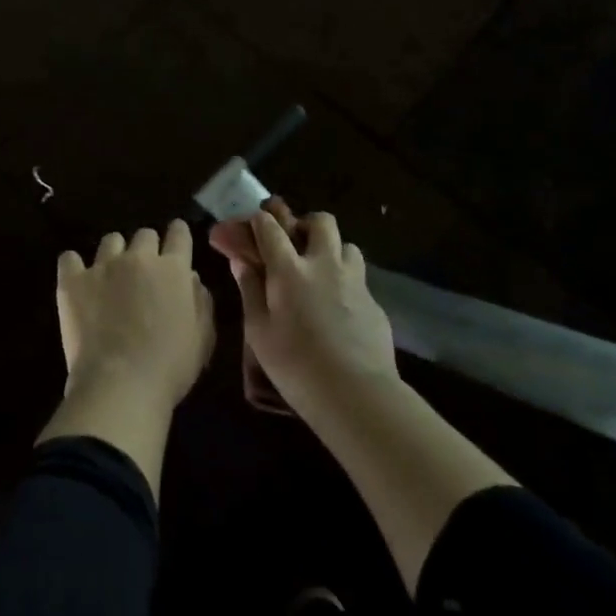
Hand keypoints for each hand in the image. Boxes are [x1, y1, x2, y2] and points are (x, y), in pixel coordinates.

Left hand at [55, 221, 215, 412]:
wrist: (121, 385)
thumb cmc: (170, 366)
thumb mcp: (202, 337)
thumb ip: (200, 301)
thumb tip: (190, 278)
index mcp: (173, 269)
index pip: (179, 233)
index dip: (178, 235)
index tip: (176, 243)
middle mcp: (138, 258)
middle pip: (144, 235)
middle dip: (147, 249)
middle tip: (144, 273)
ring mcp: (103, 266)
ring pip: (110, 241)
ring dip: (115, 254)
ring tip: (112, 277)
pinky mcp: (73, 281)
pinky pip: (69, 258)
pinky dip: (74, 266)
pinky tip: (79, 281)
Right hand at [211, 205, 397, 419]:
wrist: (357, 395)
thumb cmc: (296, 365)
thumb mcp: (259, 332)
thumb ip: (250, 290)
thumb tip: (240, 261)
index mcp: (289, 270)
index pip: (271, 228)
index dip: (259, 220)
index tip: (253, 223)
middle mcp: (324, 265)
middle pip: (321, 222)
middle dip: (305, 223)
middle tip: (295, 242)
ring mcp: (355, 282)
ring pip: (347, 245)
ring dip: (332, 250)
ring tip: (321, 272)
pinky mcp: (375, 303)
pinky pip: (359, 278)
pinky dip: (346, 282)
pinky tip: (339, 308)